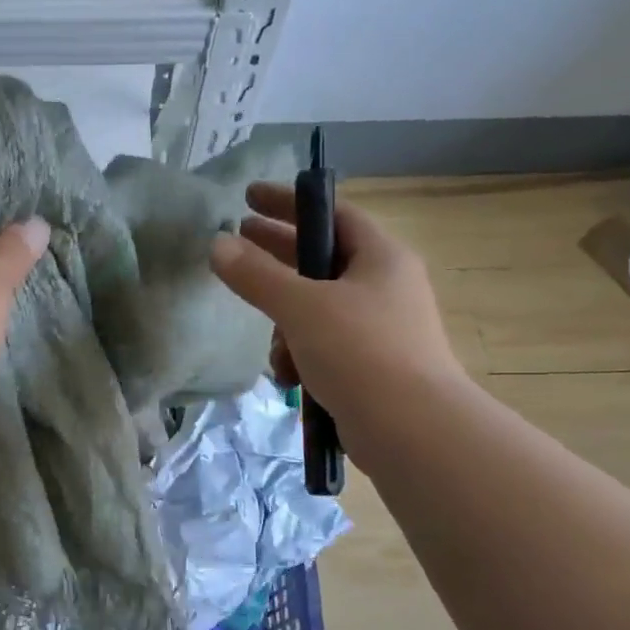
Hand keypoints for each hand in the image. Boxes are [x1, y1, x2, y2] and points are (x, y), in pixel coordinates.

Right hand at [209, 183, 463, 416]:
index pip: (331, 213)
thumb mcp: (301, 308)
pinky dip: (301, 358)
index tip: (248, 198)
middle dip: (276, 260)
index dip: (289, 202)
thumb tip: (218, 244)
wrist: (412, 431)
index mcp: (380, 257)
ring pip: (315, 311)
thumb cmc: (361, 353)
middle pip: (319, 260)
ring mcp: (378, 328)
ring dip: (284, 327)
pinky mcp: (370, 366)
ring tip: (275, 352)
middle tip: (235, 247)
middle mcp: (383, 286)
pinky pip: (323, 347)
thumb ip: (256, 275)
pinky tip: (289, 380)